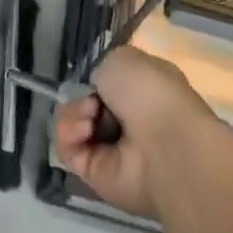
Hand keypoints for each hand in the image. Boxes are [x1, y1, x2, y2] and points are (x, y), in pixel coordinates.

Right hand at [53, 45, 216, 219]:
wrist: (165, 145)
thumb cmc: (151, 94)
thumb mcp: (124, 58)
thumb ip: (104, 67)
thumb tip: (98, 87)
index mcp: (144, 94)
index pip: (109, 85)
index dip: (95, 77)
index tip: (93, 75)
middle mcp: (130, 123)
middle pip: (85, 103)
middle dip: (81, 96)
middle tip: (92, 99)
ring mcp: (112, 150)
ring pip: (72, 124)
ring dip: (74, 112)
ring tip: (90, 113)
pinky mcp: (95, 174)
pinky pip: (67, 149)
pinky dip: (69, 133)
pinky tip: (85, 129)